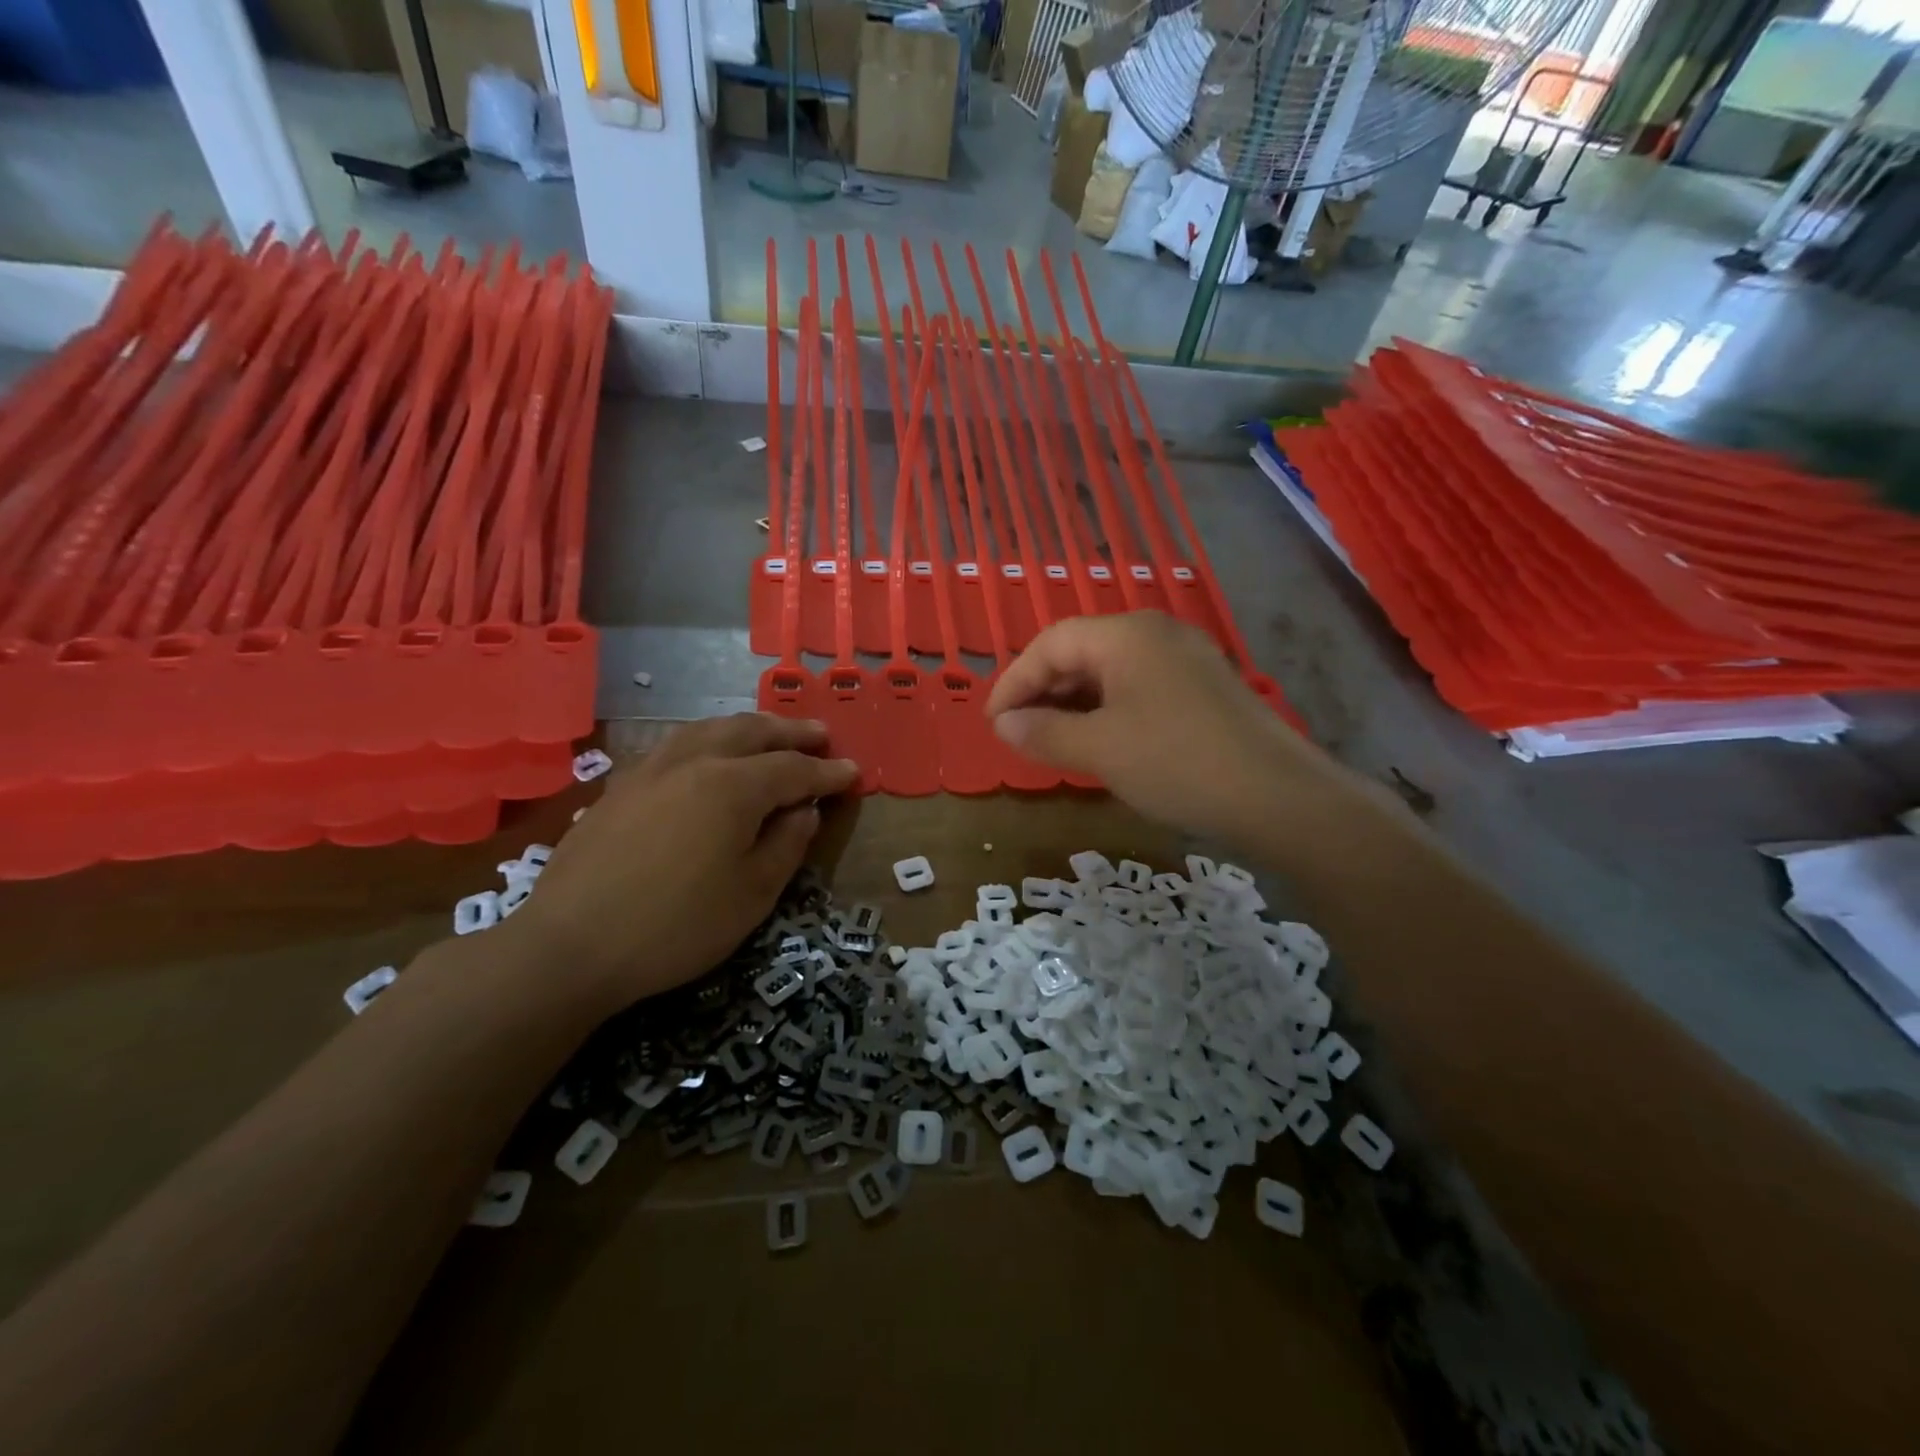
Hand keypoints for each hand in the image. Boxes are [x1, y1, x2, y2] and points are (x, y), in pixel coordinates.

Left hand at [509, 715, 856, 1014]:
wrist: (569, 946)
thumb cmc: (676, 926)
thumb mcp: (752, 894)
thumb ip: (786, 844)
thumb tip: (803, 810)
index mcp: (733, 786)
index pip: (793, 769)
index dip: (827, 772)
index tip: (853, 771)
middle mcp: (694, 762)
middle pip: (751, 732)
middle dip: (791, 732)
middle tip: (820, 734)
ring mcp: (652, 769)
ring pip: (710, 729)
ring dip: (749, 727)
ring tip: (770, 733)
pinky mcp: (622, 785)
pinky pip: (678, 744)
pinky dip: (709, 739)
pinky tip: (709, 755)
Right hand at [985, 612, 1342, 845]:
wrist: (1277, 796)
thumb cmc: (1176, 763)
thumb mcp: (1099, 750)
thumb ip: (1043, 732)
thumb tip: (1003, 724)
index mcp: (1125, 635)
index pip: (1050, 643)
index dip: (1014, 681)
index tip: (992, 722)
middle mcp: (1155, 633)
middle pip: (1080, 652)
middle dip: (1042, 692)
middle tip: (1017, 734)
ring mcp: (1184, 659)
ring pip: (1110, 672)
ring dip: (1073, 704)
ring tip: (1050, 741)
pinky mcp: (1202, 688)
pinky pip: (1138, 689)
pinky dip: (1107, 711)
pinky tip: (1098, 743)